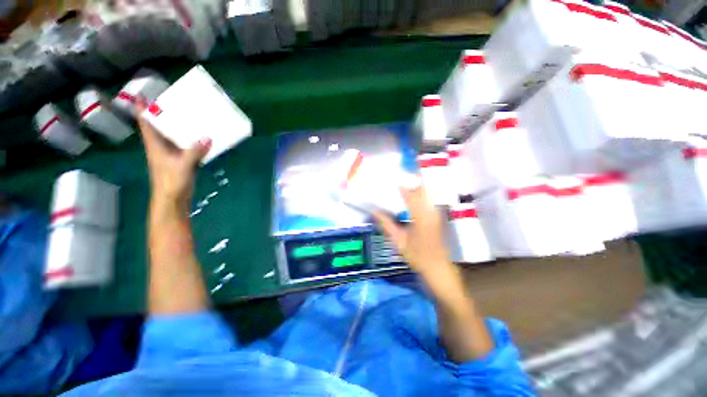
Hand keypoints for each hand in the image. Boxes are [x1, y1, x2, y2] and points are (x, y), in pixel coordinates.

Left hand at [137, 100, 210, 207]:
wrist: (173, 199)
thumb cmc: (171, 182)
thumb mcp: (182, 165)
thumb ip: (194, 151)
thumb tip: (208, 137)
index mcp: (155, 144)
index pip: (145, 122)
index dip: (141, 108)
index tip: (141, 94)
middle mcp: (161, 145)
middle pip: (159, 125)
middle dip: (163, 112)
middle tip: (173, 99)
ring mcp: (171, 153)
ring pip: (173, 134)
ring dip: (178, 125)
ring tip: (189, 114)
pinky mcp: (181, 159)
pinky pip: (185, 144)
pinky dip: (191, 138)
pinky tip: (201, 135)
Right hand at [372, 183, 450, 274]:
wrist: (438, 267)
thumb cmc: (417, 256)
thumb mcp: (399, 241)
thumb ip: (387, 224)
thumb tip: (375, 211)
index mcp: (420, 217)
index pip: (410, 195)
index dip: (401, 186)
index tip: (391, 181)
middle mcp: (431, 211)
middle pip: (422, 190)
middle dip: (410, 182)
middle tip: (397, 180)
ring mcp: (436, 213)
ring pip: (427, 193)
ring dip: (416, 188)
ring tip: (403, 186)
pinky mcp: (438, 216)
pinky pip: (429, 200)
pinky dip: (420, 195)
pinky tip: (412, 198)